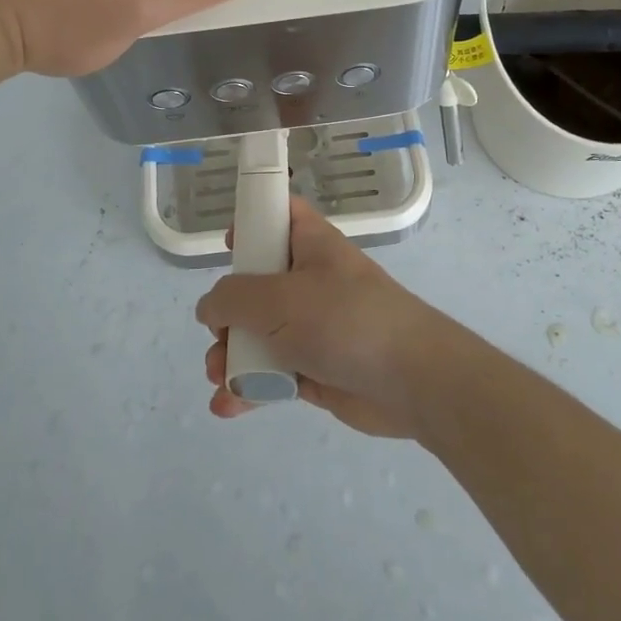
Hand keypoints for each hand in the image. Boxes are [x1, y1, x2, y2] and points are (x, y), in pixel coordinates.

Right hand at [196, 197, 464, 437]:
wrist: (410, 381)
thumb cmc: (343, 320)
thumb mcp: (277, 298)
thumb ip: (232, 298)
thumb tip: (210, 309)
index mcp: (310, 244)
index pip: (280, 214)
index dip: (253, 221)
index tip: (229, 244)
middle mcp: (310, 280)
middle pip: (255, 283)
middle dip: (227, 313)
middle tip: (219, 333)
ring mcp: (313, 326)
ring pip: (258, 334)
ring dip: (231, 356)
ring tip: (220, 377)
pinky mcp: (315, 368)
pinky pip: (271, 372)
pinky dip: (249, 387)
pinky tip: (228, 405)